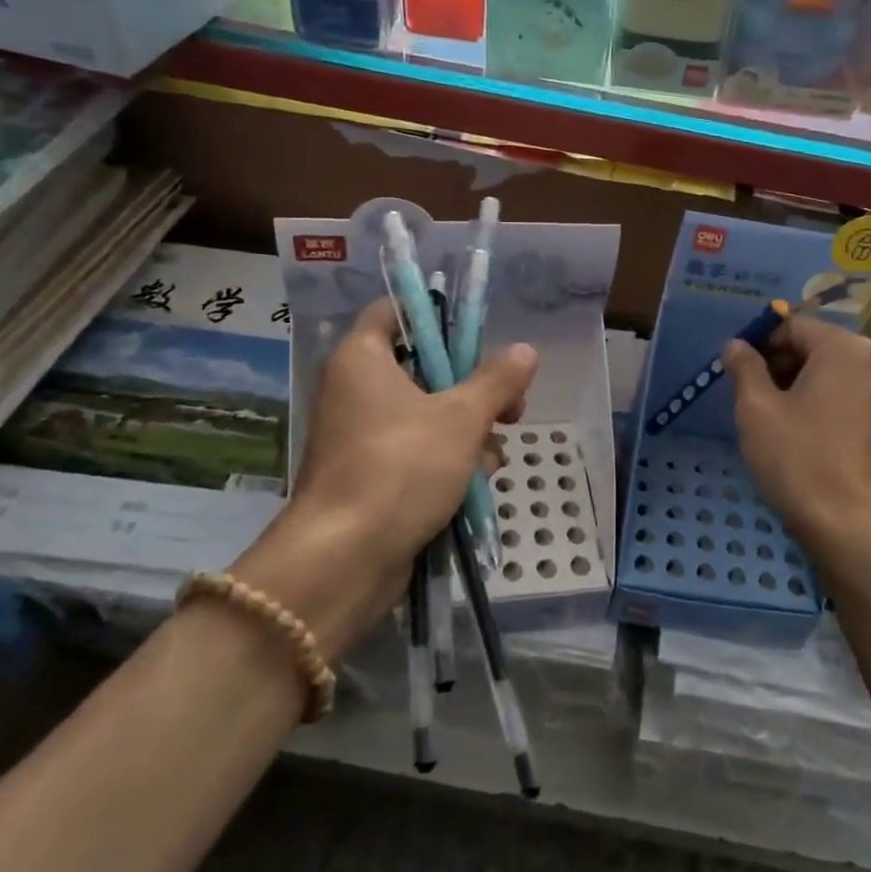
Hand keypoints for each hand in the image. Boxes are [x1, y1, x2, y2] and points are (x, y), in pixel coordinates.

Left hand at [232, 300, 536, 657]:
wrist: (345, 558)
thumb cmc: (401, 467)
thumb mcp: (461, 418)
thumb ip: (497, 381)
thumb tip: (525, 351)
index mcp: (362, 358)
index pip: (394, 312)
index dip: (438, 317)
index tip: (479, 337)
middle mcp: (354, 390)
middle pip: (423, 368)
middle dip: (473, 388)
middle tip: (511, 405)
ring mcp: (361, 436)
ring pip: (427, 415)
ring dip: (468, 430)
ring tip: (495, 453)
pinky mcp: (371, 475)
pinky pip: (416, 451)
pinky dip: (448, 460)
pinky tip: (479, 480)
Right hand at [724, 316, 870, 562]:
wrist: (848, 525)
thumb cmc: (797, 458)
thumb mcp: (757, 409)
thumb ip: (745, 367)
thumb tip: (736, 344)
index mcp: (845, 349)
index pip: (793, 325)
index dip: (759, 341)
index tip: (734, 367)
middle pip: (814, 347)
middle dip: (778, 362)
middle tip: (747, 393)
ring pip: (829, 374)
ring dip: (796, 384)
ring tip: (768, 415)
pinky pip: (845, 397)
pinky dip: (818, 403)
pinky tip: (797, 432)